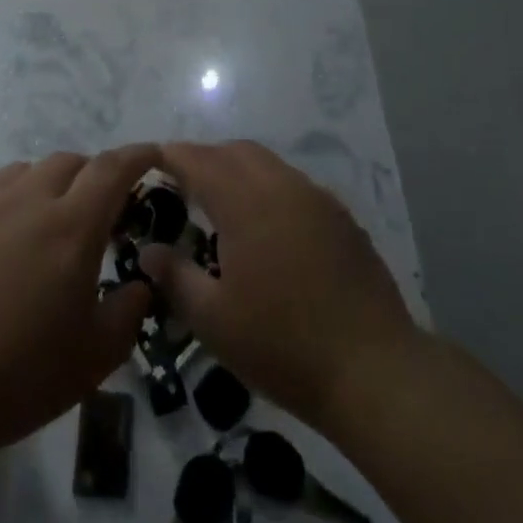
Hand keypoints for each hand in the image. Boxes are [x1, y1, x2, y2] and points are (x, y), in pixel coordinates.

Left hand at [0, 146, 156, 468]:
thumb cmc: (15, 378)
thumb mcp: (92, 360)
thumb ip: (128, 312)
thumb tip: (140, 283)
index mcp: (72, 226)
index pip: (114, 168)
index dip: (137, 156)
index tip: (152, 155)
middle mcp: (29, 199)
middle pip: (70, 162)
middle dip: (92, 176)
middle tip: (96, 211)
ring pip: (26, 170)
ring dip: (46, 185)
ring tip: (44, 222)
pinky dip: (5, 199)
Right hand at [139, 140, 419, 435]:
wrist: (373, 370)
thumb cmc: (282, 345)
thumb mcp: (214, 319)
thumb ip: (175, 277)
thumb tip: (148, 251)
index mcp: (245, 202)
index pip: (199, 160)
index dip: (171, 156)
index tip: (150, 161)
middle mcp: (282, 186)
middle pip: (235, 152)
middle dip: (204, 159)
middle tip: (181, 186)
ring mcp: (317, 199)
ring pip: (269, 164)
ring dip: (238, 171)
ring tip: (221, 206)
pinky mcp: (341, 218)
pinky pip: (295, 185)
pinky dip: (269, 189)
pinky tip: (266, 229)